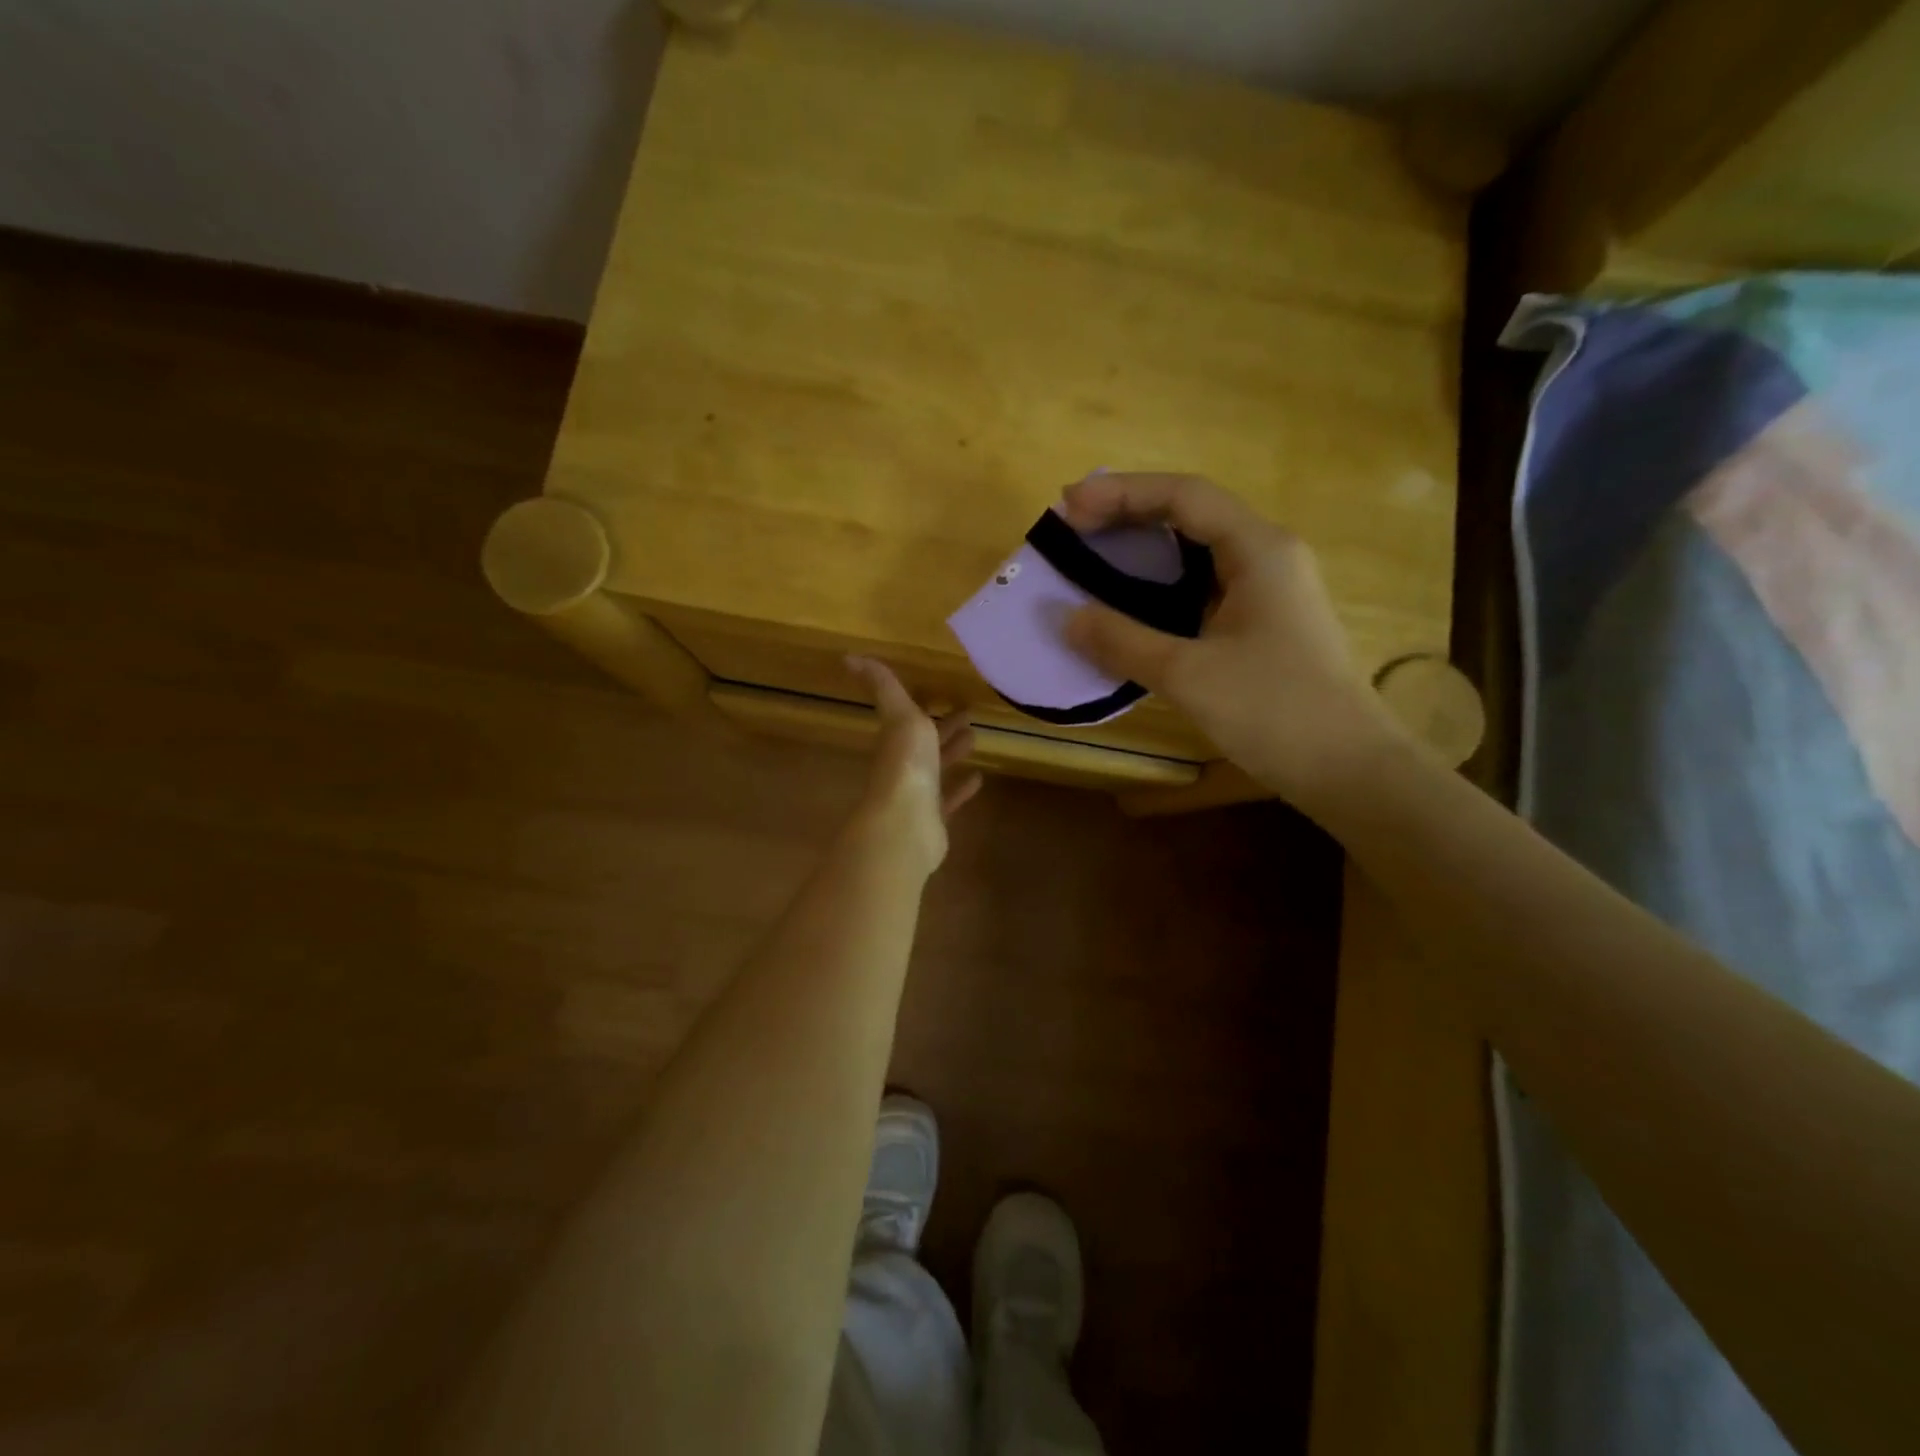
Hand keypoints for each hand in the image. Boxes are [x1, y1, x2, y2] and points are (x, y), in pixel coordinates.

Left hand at [845, 656, 982, 874]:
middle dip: (944, 727)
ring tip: (976, 738)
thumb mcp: (899, 715)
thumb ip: (883, 686)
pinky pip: (948, 799)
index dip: (927, 705)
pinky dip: (961, 789)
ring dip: (953, 753)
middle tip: (969, 713)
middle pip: (925, 743)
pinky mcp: (932, 819)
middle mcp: (903, 765)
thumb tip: (848, 656)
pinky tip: (978, 779)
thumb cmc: (906, 764)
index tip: (947, 694)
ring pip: (937, 769)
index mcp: (896, 740)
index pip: (910, 718)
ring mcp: (917, 794)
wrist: (907, 823)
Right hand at [1059, 472, 1404, 809]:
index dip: (1121, 492)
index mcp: (1258, 550)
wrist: (1347, 767)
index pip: (1183, 495)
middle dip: (1128, 514)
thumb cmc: (1274, 711)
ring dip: (1143, 548)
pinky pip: (1202, 585)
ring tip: (1092, 555)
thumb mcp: (1188, 675)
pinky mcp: (1263, 620)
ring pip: (1196, 550)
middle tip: (1072, 528)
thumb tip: (1064, 618)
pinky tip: (1131, 603)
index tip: (1068, 506)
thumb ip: (1123, 641)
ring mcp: (1268, 589)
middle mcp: (1267, 555)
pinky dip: (1160, 585)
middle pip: (1190, 513)